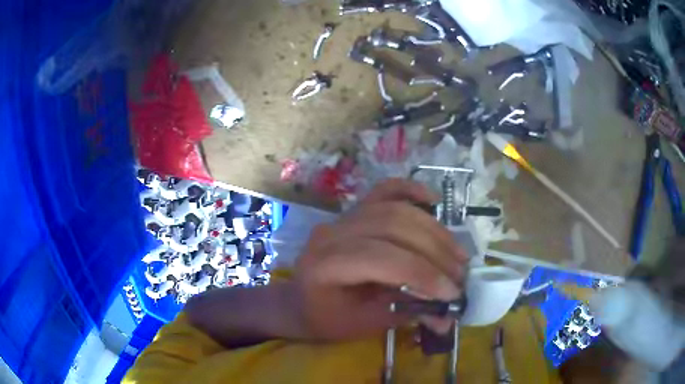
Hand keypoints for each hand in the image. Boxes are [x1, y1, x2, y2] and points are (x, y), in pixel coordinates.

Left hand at [292, 178, 467, 340]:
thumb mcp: (365, 325)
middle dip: (435, 252)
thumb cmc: (327, 318)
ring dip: (433, 231)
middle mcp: (332, 233)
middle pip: (393, 228)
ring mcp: (343, 217)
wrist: (301, 301)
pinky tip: (434, 200)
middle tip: (460, 274)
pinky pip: (384, 191)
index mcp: (326, 265)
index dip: (423, 274)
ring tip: (458, 254)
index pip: (383, 259)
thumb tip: (449, 315)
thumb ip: (406, 314)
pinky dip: (411, 191)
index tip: (453, 292)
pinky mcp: (354, 210)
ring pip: (394, 210)